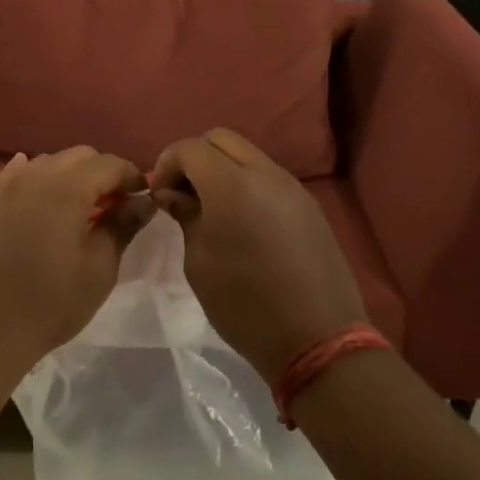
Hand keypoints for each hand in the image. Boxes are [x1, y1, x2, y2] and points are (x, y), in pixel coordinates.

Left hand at [0, 147, 148, 387]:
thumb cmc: (53, 301)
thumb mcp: (100, 267)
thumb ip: (123, 225)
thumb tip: (145, 200)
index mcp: (68, 188)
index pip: (110, 164)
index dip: (132, 176)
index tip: (144, 198)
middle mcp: (38, 176)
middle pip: (80, 156)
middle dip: (104, 172)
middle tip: (118, 205)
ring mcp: (11, 187)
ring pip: (51, 161)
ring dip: (73, 174)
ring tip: (85, 206)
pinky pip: (20, 173)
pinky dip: (39, 175)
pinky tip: (44, 189)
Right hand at [149, 128, 367, 382]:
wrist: (318, 341)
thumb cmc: (245, 305)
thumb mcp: (199, 262)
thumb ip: (186, 215)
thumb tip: (174, 194)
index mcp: (231, 185)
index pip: (189, 148)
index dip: (167, 164)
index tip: (161, 195)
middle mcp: (265, 173)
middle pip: (220, 139)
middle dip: (195, 158)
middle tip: (184, 194)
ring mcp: (292, 187)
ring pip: (247, 155)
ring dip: (223, 169)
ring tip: (212, 208)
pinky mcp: (309, 205)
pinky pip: (269, 177)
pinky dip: (247, 184)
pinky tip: (243, 222)